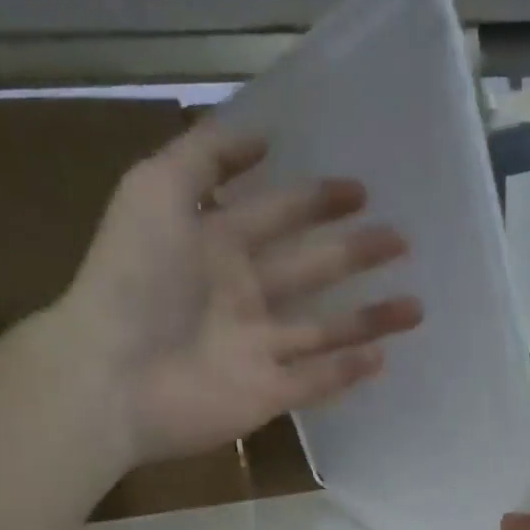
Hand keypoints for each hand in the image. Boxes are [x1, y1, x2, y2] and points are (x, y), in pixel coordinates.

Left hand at [53, 121, 422, 463]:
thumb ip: (206, 156)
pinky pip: (314, 381)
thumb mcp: (156, 190)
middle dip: (354, 253)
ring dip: (368, 318)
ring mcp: (256, 349)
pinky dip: (347, 372)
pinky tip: (383, 357)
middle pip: (309, 270)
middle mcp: (241, 296)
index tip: (361, 189)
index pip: (276, 216)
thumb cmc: (134, 279)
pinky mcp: (265, 395)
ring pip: (323, 330)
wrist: (113, 376)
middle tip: (402, 239)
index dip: (316, 200)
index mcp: (215, 246)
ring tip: (417, 307)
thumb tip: (262, 135)